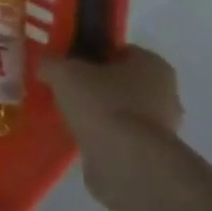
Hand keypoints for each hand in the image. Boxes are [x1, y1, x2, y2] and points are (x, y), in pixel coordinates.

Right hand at [41, 46, 183, 143]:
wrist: (125, 159)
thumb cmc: (101, 103)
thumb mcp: (63, 72)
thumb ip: (51, 62)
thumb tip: (46, 63)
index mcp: (152, 64)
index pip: (119, 51)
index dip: (91, 55)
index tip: (67, 66)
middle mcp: (165, 91)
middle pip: (121, 81)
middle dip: (95, 86)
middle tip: (64, 91)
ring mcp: (162, 125)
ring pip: (121, 110)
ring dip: (99, 113)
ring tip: (68, 117)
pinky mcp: (152, 152)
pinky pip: (121, 135)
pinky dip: (103, 136)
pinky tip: (80, 138)